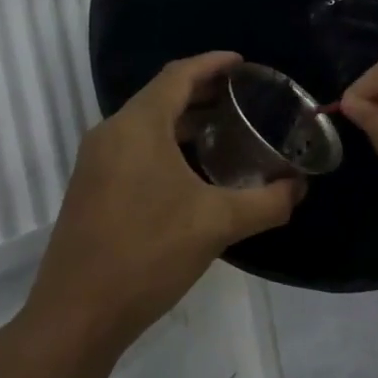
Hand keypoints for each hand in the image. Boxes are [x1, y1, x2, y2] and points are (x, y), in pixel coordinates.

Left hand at [15, 51, 301, 362]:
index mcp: (138, 127)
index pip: (178, 75)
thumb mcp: (218, 224)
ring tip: (229, 131)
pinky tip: (195, 173)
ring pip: (148, 126)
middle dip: (204, 92)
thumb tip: (300, 188)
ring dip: (186, 122)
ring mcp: (97, 164)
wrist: (78, 314)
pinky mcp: (93, 190)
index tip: (245, 63)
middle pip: (162, 97)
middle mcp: (111, 135)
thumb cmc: (148, 254)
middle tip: (246, 98)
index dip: (213, 64)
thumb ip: (267, 202)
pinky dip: (169, 146)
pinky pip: (136, 150)